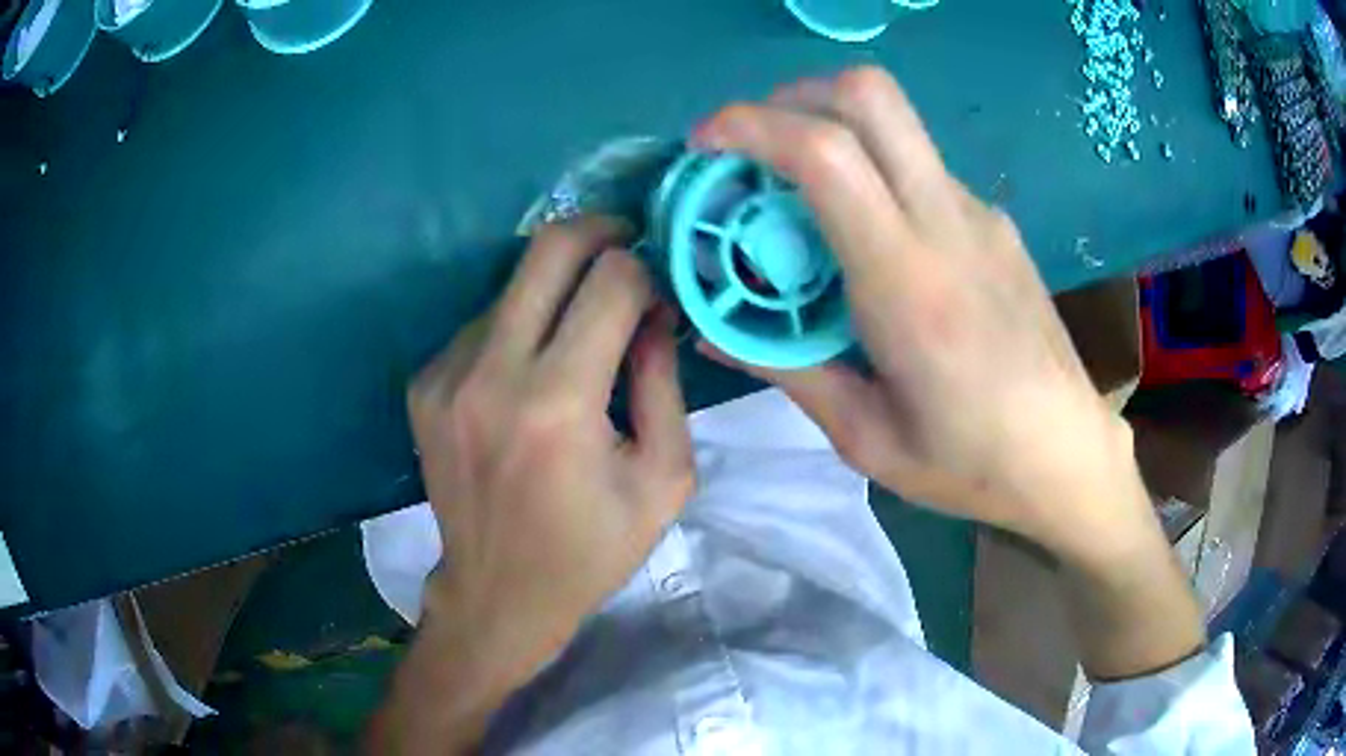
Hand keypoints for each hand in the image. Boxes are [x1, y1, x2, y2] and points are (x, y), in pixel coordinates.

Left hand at [407, 216, 693, 678]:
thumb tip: (654, 309)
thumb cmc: (592, 549)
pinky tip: (529, 375)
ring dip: (555, 293)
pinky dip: (517, 330)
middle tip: (625, 246)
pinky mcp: (423, 385)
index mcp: (558, 404)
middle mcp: (491, 374)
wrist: (497, 594)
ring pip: (513, 285)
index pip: (611, 281)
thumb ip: (664, 382)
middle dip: (598, 232)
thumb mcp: (664, 478)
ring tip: (577, 337)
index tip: (658, 289)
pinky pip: (482, 326)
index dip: (646, 269)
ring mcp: (446, 376)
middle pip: (547, 249)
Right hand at [692, 68, 1151, 564]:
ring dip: (828, 129)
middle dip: (793, 97)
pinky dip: (869, 170)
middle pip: (868, 94)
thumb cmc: (971, 463)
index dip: (750, 127)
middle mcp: (948, 222)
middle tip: (753, 147)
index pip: (826, 154)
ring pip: (893, 122)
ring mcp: (978, 213)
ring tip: (796, 196)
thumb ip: (786, 369)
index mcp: (909, 284)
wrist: (1068, 454)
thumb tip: (711, 331)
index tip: (705, 145)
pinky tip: (863, 237)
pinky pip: (917, 165)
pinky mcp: (993, 221)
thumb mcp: (865, 436)